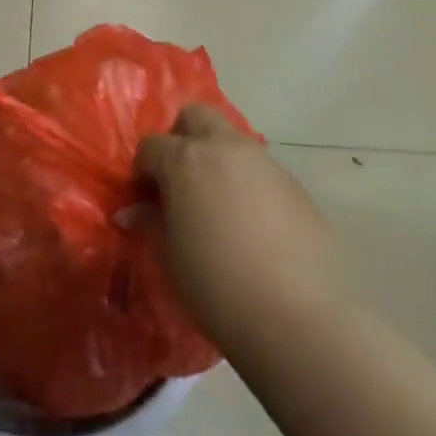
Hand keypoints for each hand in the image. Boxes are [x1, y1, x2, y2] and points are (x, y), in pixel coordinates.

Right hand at [135, 106, 347, 354]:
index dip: (142, 171)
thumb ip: (151, 223)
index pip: (151, 146)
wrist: (299, 318)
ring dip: (217, 160)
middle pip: (195, 116)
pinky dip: (246, 184)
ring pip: (232, 140)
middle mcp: (225, 148)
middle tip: (178, 180)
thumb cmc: (217, 286)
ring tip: (216, 206)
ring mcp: (265, 163)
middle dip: (180, 138)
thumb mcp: (170, 257)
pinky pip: (261, 171)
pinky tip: (251, 226)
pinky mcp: (296, 185)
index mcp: (186, 160)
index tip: (143, 199)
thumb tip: (137, 210)